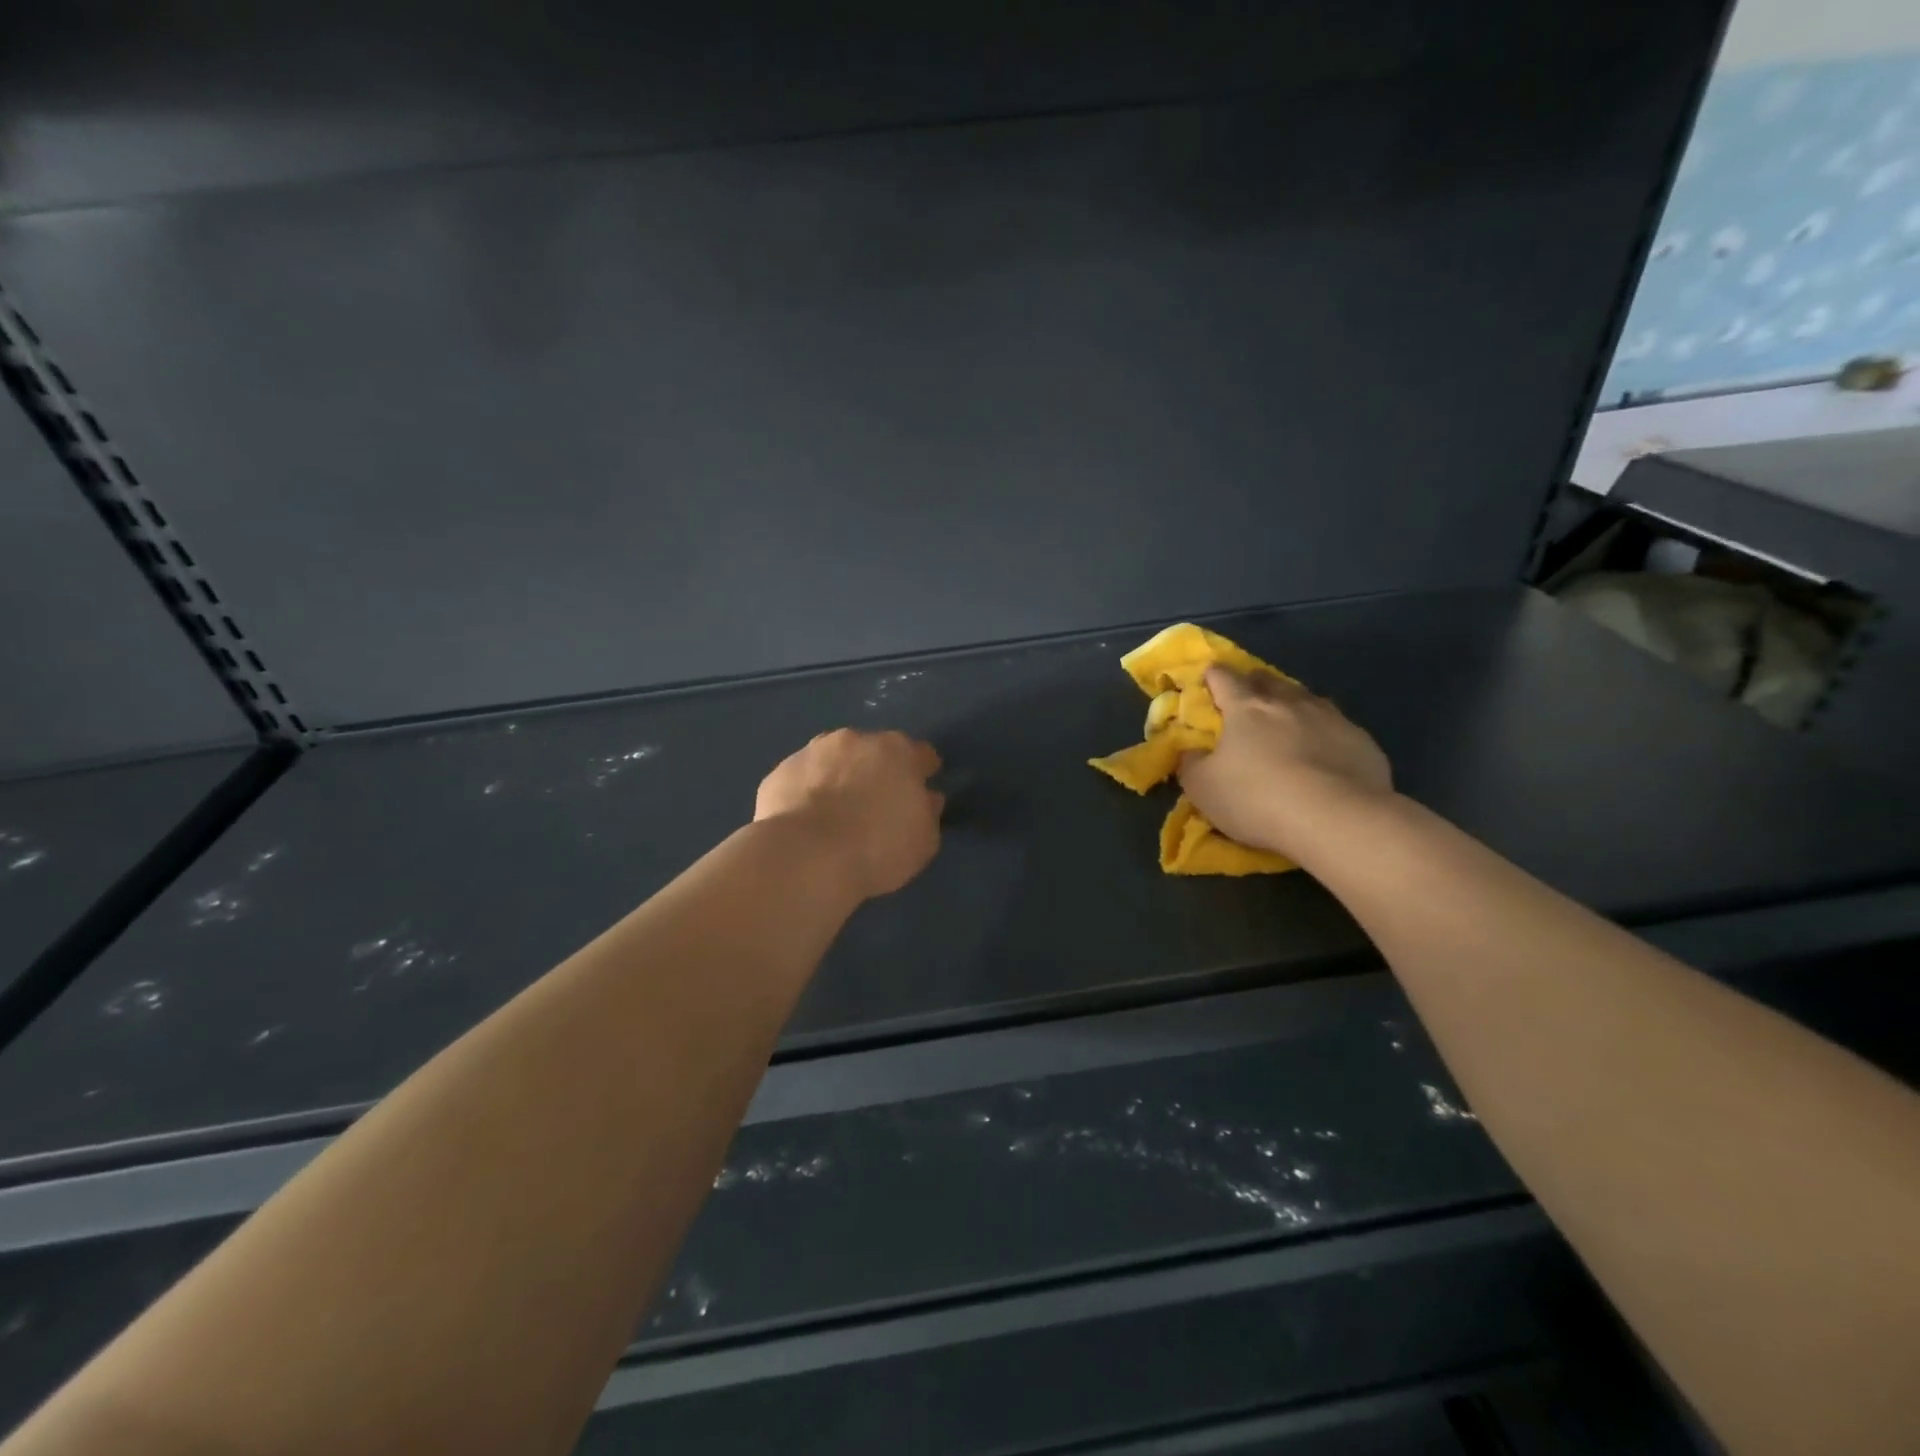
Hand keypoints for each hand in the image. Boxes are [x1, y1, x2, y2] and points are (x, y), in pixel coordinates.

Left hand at [755, 729, 944, 899]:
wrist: (806, 856)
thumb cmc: (877, 847)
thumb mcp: (923, 840)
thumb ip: (927, 812)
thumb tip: (926, 797)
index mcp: (897, 751)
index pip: (920, 754)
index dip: (922, 772)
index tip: (921, 791)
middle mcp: (855, 740)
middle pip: (873, 751)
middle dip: (876, 771)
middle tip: (874, 804)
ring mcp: (812, 752)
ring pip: (833, 760)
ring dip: (838, 776)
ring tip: (835, 813)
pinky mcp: (779, 772)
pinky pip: (802, 779)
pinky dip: (807, 793)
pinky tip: (806, 821)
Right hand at [1178, 668, 1392, 858]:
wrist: (1337, 819)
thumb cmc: (1257, 798)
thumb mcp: (1203, 788)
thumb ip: (1191, 764)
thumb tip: (1189, 751)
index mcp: (1246, 708)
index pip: (1223, 677)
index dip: (1212, 676)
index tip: (1207, 679)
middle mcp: (1288, 703)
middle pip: (1267, 681)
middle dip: (1254, 684)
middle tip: (1246, 699)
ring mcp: (1329, 718)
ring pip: (1306, 699)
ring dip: (1292, 705)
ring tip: (1288, 723)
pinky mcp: (1361, 740)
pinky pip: (1336, 727)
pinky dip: (1324, 733)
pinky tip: (1324, 754)